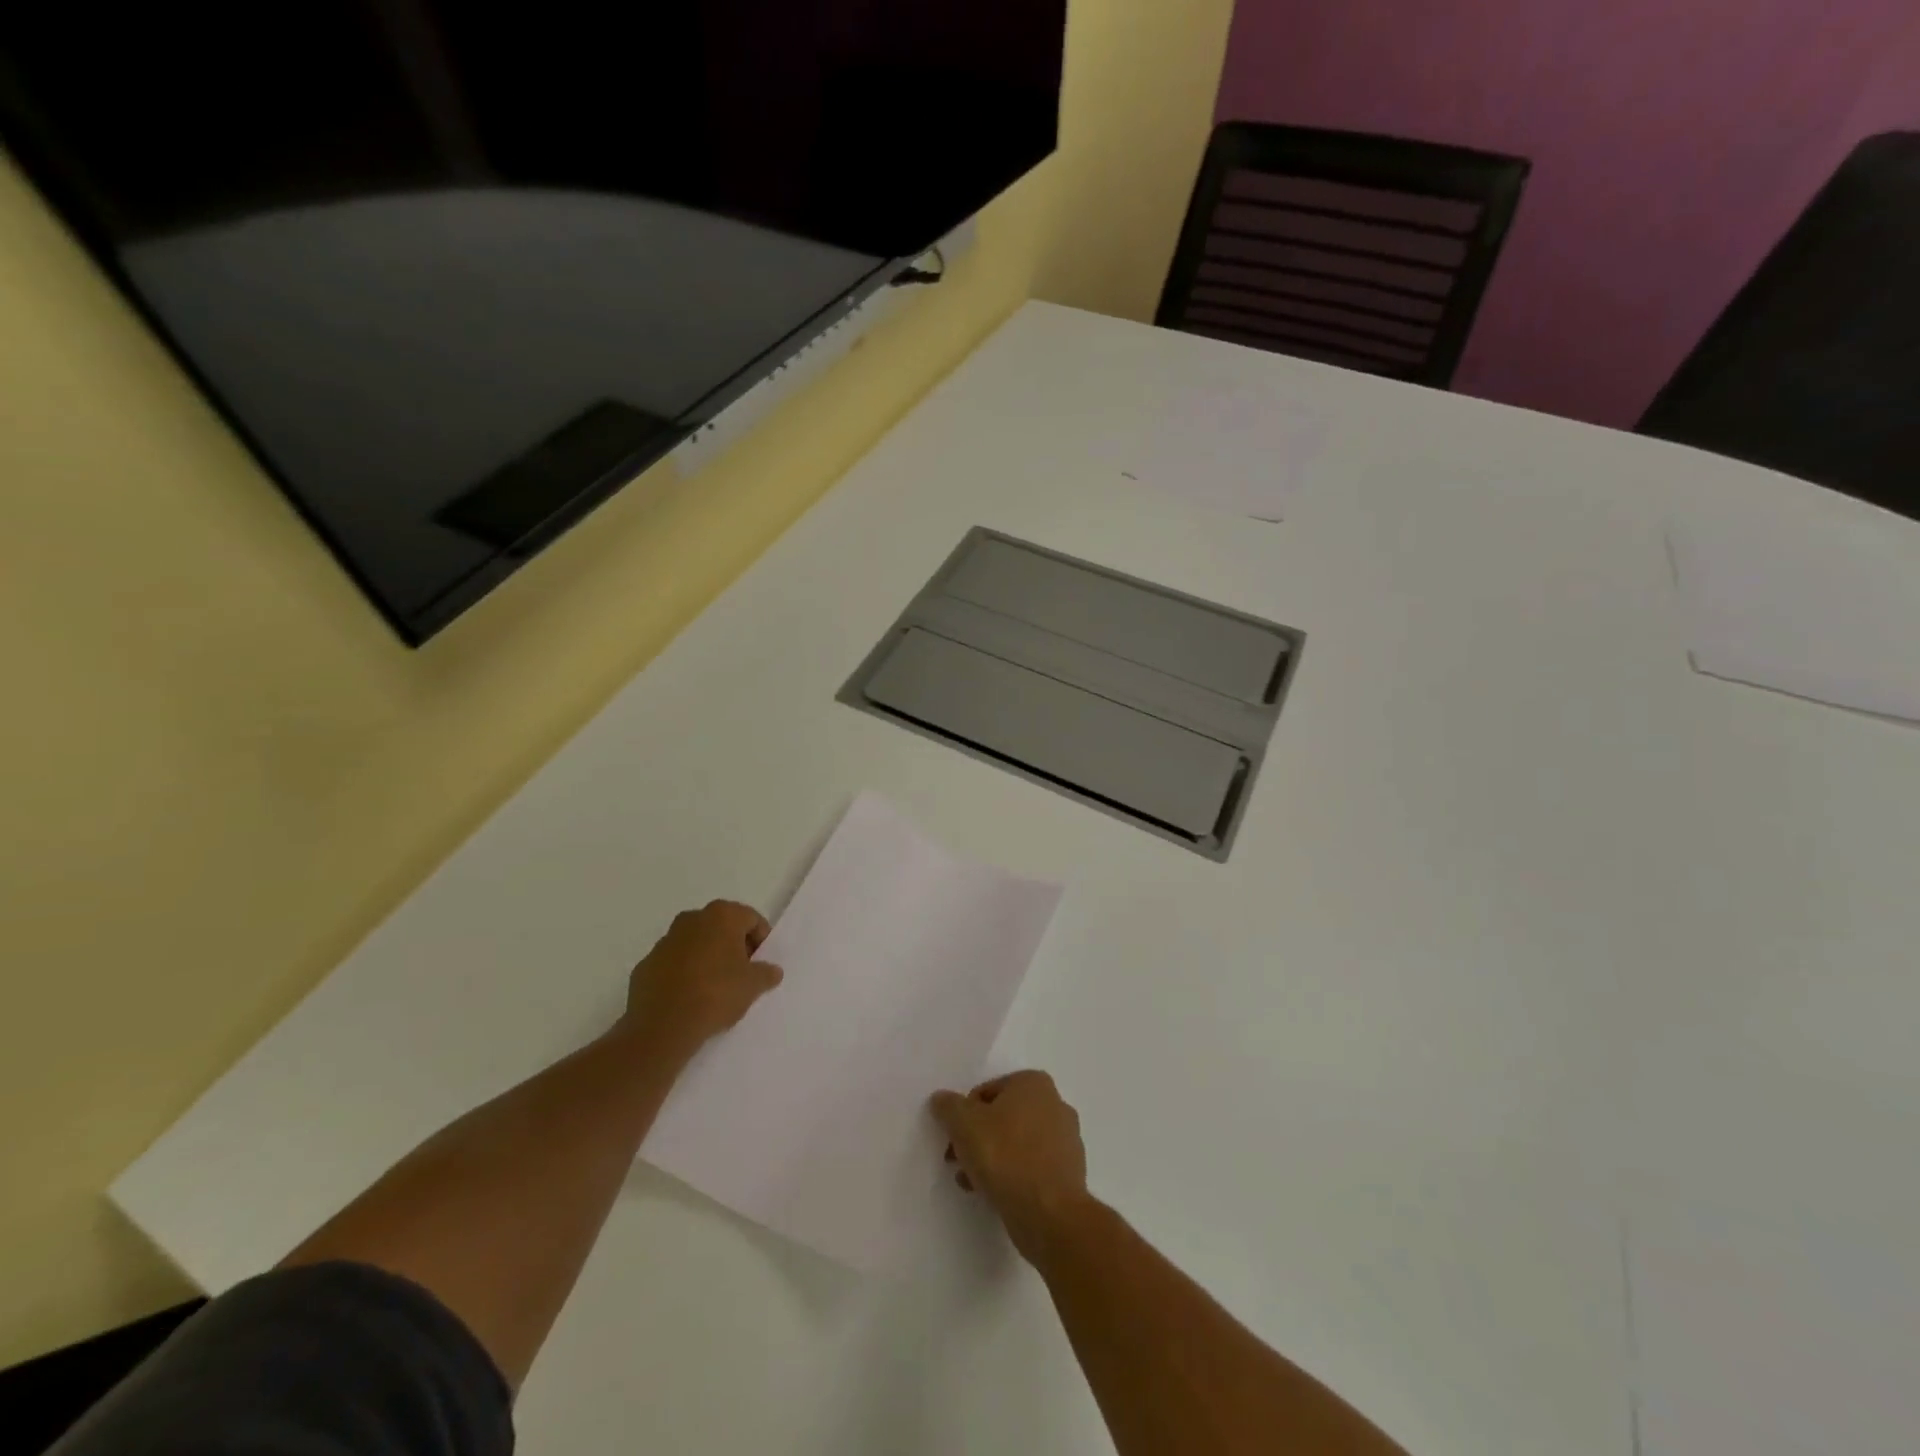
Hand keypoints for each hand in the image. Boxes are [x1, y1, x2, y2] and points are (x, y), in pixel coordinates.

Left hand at [621, 900, 782, 1062]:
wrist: (662, 1026)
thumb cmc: (716, 994)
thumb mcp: (753, 986)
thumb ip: (767, 973)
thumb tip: (772, 970)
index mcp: (721, 916)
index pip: (751, 919)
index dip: (761, 940)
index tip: (762, 963)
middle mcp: (691, 919)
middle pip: (721, 927)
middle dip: (734, 946)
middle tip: (742, 973)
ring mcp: (665, 942)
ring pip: (695, 944)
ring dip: (707, 958)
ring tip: (716, 988)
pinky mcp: (646, 965)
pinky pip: (674, 963)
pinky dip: (684, 973)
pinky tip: (690, 997)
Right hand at [930, 1071, 1090, 1260]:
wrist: (1049, 1214)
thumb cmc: (1006, 1156)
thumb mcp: (964, 1124)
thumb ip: (949, 1107)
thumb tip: (941, 1099)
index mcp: (1034, 1083)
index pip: (986, 1092)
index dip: (964, 1116)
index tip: (954, 1141)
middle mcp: (1055, 1103)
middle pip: (1003, 1117)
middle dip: (978, 1138)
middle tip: (959, 1161)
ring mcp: (1067, 1140)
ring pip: (1017, 1143)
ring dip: (992, 1159)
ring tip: (973, 1183)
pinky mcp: (1069, 1173)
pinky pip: (1032, 1167)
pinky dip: (1013, 1175)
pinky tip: (995, 1195)